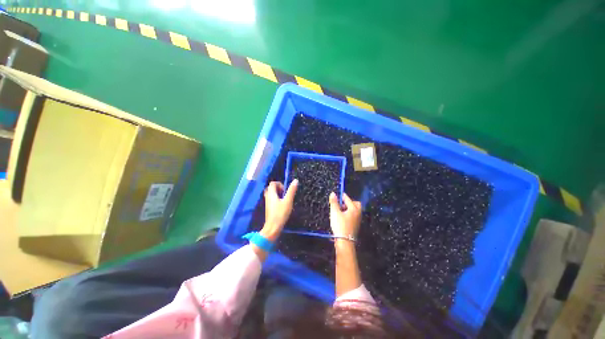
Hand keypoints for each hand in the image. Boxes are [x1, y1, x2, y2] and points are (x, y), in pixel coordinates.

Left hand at [261, 180, 298, 241]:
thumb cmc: (280, 214)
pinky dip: (276, 199)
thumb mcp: (288, 201)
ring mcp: (267, 202)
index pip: (272, 183)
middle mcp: (267, 196)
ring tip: (284, 199)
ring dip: (277, 194)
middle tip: (284, 194)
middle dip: (278, 188)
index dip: (279, 184)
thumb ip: (291, 191)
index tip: (285, 190)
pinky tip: (281, 205)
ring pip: (271, 194)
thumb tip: (295, 180)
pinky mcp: (268, 208)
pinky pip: (271, 199)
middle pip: (271, 188)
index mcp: (271, 193)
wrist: (273, 227)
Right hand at [329, 192, 361, 241]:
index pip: (348, 199)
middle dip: (349, 202)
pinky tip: (342, 217)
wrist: (345, 241)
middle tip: (341, 204)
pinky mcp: (356, 225)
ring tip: (340, 211)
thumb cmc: (340, 225)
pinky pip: (353, 215)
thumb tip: (333, 193)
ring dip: (348, 208)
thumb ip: (334, 202)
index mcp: (354, 209)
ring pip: (355, 210)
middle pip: (356, 204)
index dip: (342, 196)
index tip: (338, 194)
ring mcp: (358, 220)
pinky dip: (349, 213)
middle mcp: (358, 213)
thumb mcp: (335, 212)